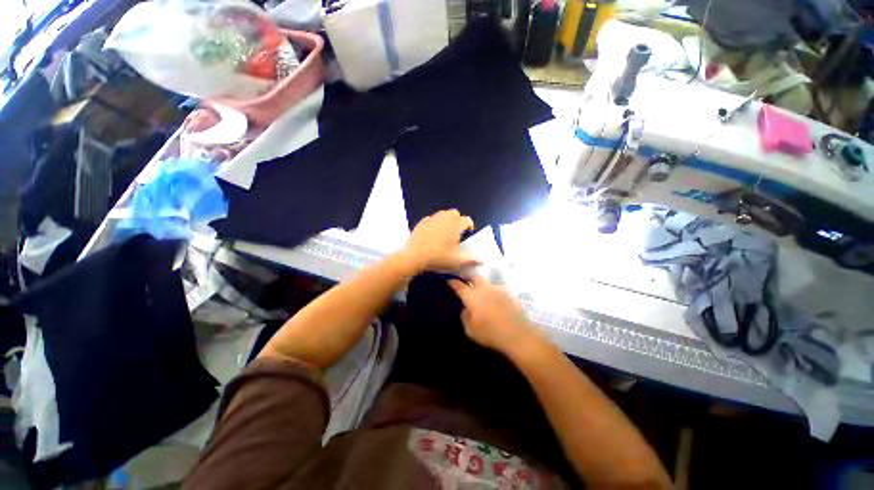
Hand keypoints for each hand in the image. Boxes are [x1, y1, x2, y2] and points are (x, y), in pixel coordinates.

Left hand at [398, 209, 478, 273]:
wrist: (414, 256)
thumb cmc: (438, 258)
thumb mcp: (456, 261)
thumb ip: (471, 260)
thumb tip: (481, 260)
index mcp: (455, 226)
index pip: (467, 220)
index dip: (470, 226)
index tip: (468, 234)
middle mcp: (444, 218)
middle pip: (455, 213)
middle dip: (458, 220)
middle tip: (457, 232)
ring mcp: (432, 219)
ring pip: (443, 213)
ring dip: (447, 219)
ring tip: (445, 231)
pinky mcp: (421, 222)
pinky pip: (431, 218)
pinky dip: (435, 222)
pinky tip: (433, 232)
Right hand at [448, 274, 547, 358]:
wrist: (518, 334)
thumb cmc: (491, 333)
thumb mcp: (470, 330)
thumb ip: (465, 316)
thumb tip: (466, 308)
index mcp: (472, 296)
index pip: (459, 285)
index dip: (453, 282)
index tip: (449, 280)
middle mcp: (484, 288)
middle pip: (474, 276)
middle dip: (468, 276)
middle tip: (465, 280)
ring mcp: (498, 289)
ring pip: (487, 282)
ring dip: (481, 284)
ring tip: (481, 291)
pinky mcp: (509, 293)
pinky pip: (497, 289)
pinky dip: (493, 292)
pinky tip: (494, 299)